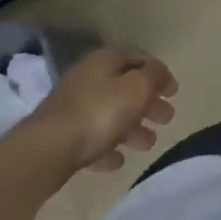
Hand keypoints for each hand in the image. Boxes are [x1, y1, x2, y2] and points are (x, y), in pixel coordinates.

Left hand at [29, 47, 177, 174]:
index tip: (174, 92)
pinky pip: (92, 139)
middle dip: (148, 104)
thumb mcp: (137, 87)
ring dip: (132, 129)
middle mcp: (88, 79)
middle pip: (126, 89)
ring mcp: (72, 109)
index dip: (159, 74)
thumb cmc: (99, 112)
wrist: (46, 151)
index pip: (139, 59)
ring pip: (110, 115)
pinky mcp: (62, 137)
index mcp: (106, 61)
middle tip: (167, 119)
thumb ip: (154, 76)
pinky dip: (108, 147)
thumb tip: (160, 73)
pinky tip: (118, 160)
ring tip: (148, 144)